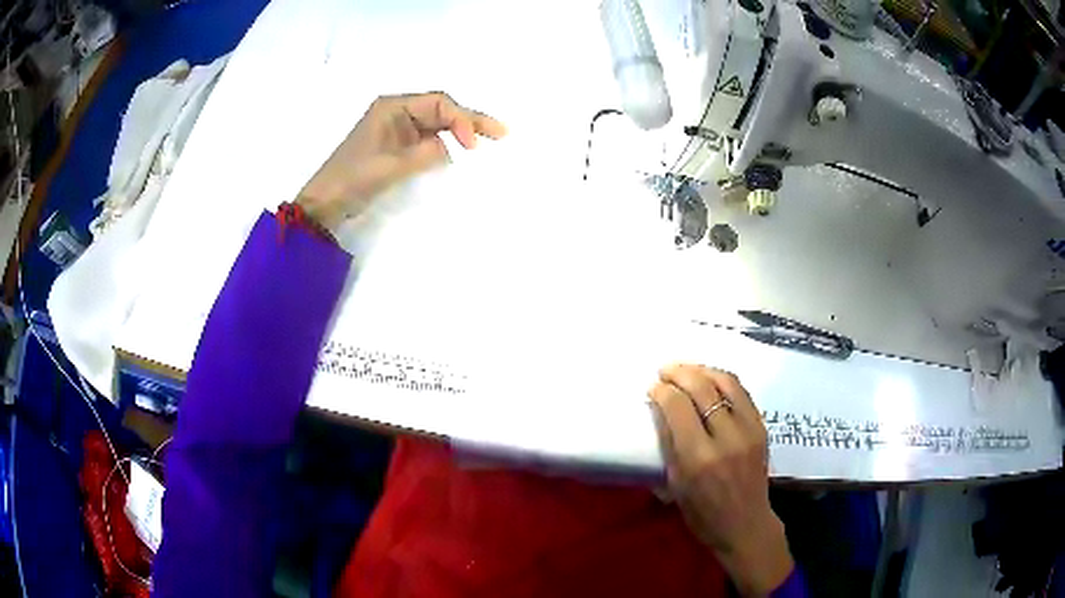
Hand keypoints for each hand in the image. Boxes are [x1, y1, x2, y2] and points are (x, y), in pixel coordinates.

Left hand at [297, 92, 506, 228]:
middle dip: (470, 121)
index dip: (461, 120)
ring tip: (489, 141)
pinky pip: (428, 139)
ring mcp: (398, 129)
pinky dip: (446, 145)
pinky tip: (461, 153)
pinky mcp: (398, 146)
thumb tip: (453, 148)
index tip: (473, 145)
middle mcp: (398, 112)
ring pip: (438, 124)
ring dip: (460, 131)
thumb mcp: (392, 165)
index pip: (438, 103)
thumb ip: (427, 153)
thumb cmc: (353, 178)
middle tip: (502, 133)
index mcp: (393, 106)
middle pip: (442, 110)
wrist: (326, 202)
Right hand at [648, 364, 793, 596]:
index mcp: (699, 459)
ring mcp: (749, 430)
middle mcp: (726, 439)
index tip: (653, 387)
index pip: (678, 408)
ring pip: (726, 383)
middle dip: (680, 373)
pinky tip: (711, 379)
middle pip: (702, 389)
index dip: (663, 391)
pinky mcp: (761, 428)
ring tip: (687, 369)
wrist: (745, 524)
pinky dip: (724, 380)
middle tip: (665, 370)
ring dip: (703, 370)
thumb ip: (669, 443)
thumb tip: (660, 408)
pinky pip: (742, 392)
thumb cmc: (703, 513)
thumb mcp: (676, 484)